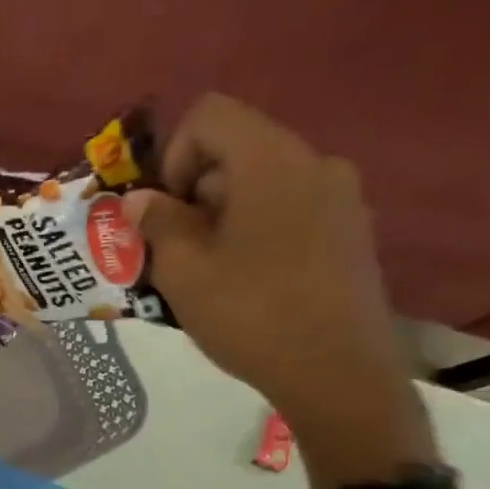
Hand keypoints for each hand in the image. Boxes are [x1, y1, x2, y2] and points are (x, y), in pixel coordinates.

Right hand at [127, 94, 433, 476]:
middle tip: (176, 250)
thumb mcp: (183, 271)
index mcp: (271, 161)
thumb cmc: (251, 314)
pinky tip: (247, 282)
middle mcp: (314, 163)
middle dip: (194, 193)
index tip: (166, 212)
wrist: (337, 373)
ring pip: (262, 183)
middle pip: (236, 149)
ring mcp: (341, 197)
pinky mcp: (350, 231)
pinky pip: (290, 209)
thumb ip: (155, 223)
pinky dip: (255, 230)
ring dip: (221, 216)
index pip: (210, 115)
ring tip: (207, 273)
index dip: (173, 155)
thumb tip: (138, 200)